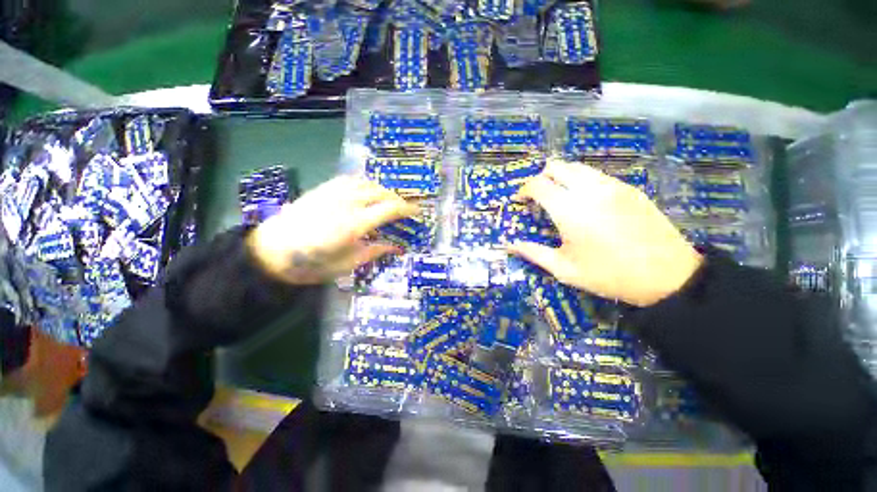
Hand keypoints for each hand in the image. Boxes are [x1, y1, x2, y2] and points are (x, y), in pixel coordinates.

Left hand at [246, 176, 417, 284]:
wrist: (270, 251)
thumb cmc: (311, 263)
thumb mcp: (347, 264)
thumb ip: (374, 252)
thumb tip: (396, 247)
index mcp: (355, 224)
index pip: (390, 208)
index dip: (407, 209)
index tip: (417, 212)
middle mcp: (347, 203)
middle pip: (381, 192)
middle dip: (397, 199)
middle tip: (403, 209)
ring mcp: (333, 193)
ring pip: (367, 183)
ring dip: (382, 190)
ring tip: (387, 200)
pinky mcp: (322, 189)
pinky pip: (350, 180)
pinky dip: (365, 184)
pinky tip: (366, 192)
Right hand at [509, 159, 702, 306]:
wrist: (668, 275)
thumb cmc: (609, 275)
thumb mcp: (565, 270)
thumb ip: (534, 253)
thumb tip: (510, 245)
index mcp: (569, 210)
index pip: (538, 184)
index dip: (524, 189)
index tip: (520, 200)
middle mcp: (589, 190)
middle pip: (557, 166)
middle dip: (541, 177)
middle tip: (538, 196)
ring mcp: (612, 186)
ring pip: (578, 167)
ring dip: (562, 177)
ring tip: (560, 196)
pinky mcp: (629, 188)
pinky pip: (597, 175)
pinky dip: (582, 180)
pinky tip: (586, 201)